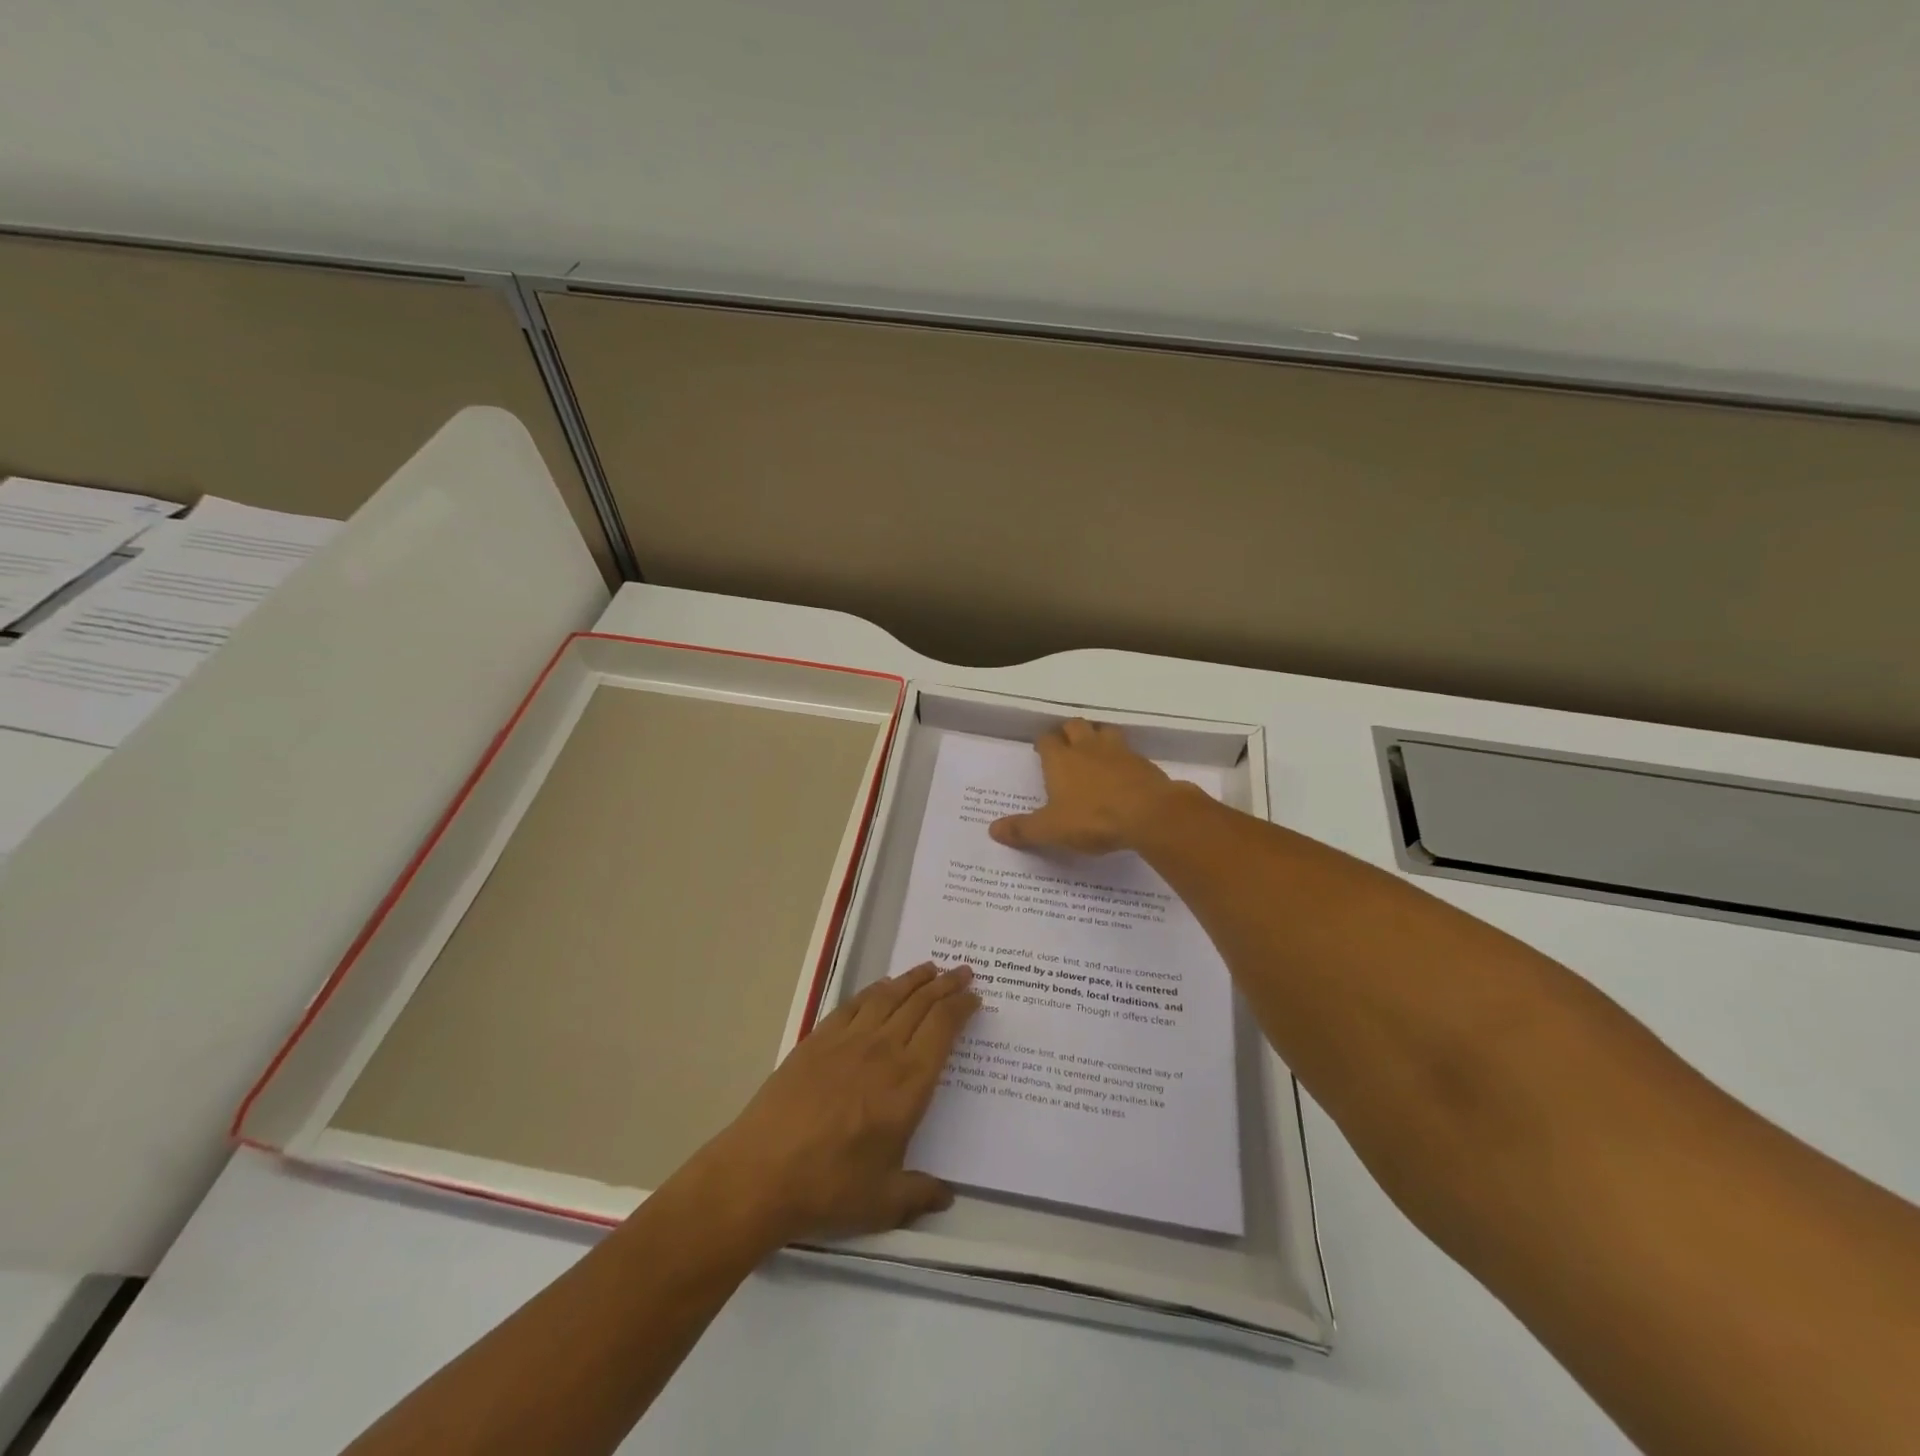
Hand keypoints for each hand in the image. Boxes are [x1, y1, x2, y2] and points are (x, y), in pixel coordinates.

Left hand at [690, 963, 979, 1247]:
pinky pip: (855, 1003)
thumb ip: (920, 1194)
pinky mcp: (818, 1039)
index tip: (974, 997)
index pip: (943, 1029)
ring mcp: (848, 1040)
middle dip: (946, 985)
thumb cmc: (829, 1187)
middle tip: (963, 972)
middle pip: (921, 1004)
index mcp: (908, 1084)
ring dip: (914, 979)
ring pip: (890, 996)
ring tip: (930, 968)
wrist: (761, 1172)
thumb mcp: (884, 1203)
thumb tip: (947, 1196)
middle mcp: (884, 1051)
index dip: (962, 1008)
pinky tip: (883, 987)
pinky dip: (875, 990)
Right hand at [988, 718, 1188, 853]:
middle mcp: (1087, 747)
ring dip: (1098, 736)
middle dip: (1069, 732)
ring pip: (1105, 730)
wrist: (1149, 814)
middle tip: (1066, 747)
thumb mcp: (1051, 830)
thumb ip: (1023, 830)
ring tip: (1095, 751)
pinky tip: (1123, 772)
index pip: (1046, 739)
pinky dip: (1123, 757)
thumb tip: (992, 830)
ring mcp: (1119, 751)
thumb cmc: (1093, 818)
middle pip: (1075, 725)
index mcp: (1061, 759)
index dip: (1043, 743)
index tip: (1041, 751)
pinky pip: (1129, 751)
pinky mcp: (1143, 763)